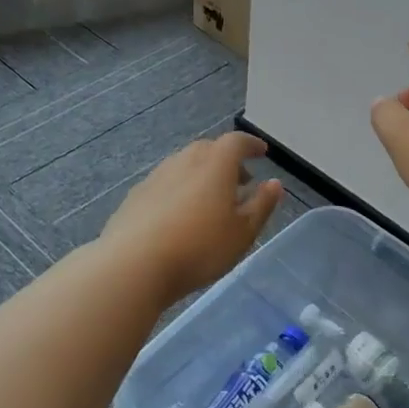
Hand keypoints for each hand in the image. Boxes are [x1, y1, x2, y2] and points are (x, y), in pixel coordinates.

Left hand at [101, 131, 282, 301]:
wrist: (133, 265)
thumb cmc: (199, 248)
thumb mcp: (242, 232)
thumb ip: (261, 205)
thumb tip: (274, 183)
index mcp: (215, 164)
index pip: (236, 142)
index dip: (251, 145)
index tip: (262, 152)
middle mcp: (184, 161)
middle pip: (208, 149)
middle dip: (227, 160)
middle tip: (240, 180)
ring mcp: (156, 177)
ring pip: (184, 165)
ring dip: (201, 174)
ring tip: (211, 200)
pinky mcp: (135, 196)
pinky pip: (165, 183)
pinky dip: (180, 189)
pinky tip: (180, 215)